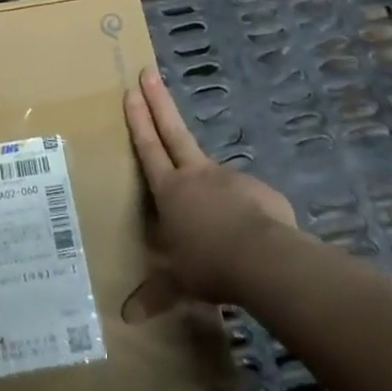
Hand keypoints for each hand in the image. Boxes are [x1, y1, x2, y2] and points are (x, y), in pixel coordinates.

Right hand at [125, 67, 298, 304]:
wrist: (265, 260)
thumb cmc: (210, 265)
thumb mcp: (179, 283)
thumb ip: (155, 295)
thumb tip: (126, 318)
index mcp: (171, 190)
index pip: (148, 147)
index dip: (138, 119)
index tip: (131, 90)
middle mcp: (197, 175)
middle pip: (173, 131)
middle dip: (158, 102)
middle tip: (148, 72)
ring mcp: (230, 179)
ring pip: (213, 173)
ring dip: (209, 182)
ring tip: (214, 218)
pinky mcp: (261, 191)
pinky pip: (246, 199)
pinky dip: (242, 210)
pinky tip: (247, 235)